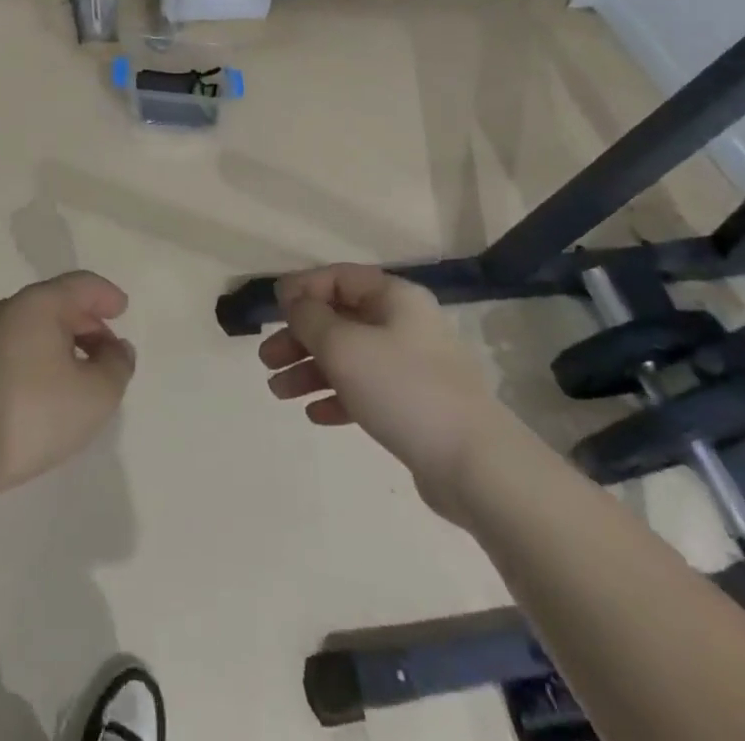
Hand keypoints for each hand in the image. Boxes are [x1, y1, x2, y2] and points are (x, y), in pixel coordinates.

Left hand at [0, 271, 135, 496]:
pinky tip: (55, 393)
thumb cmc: (34, 412)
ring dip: (68, 345)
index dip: (107, 295)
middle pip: (60, 304)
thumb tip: (117, 349)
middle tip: (111, 352)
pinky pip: (24, 349)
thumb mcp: (96, 394)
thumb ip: (118, 366)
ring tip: (87, 377)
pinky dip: (47, 360)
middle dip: (90, 324)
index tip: (123, 310)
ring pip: (40, 329)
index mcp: (40, 303)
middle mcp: (12, 311)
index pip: (81, 285)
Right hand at [259, 264, 515, 522]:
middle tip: (267, 359)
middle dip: (299, 336)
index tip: (271, 309)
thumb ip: (309, 318)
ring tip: (278, 391)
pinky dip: (337, 397)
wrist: (476, 466)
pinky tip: (314, 415)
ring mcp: (412, 367)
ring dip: (311, 370)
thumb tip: (293, 300)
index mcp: (394, 298)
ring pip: (349, 357)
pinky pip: (366, 390)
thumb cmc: (402, 389)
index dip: (301, 289)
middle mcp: (404, 324)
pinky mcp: (415, 406)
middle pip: (340, 319)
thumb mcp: (342, 345)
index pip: (338, 278)